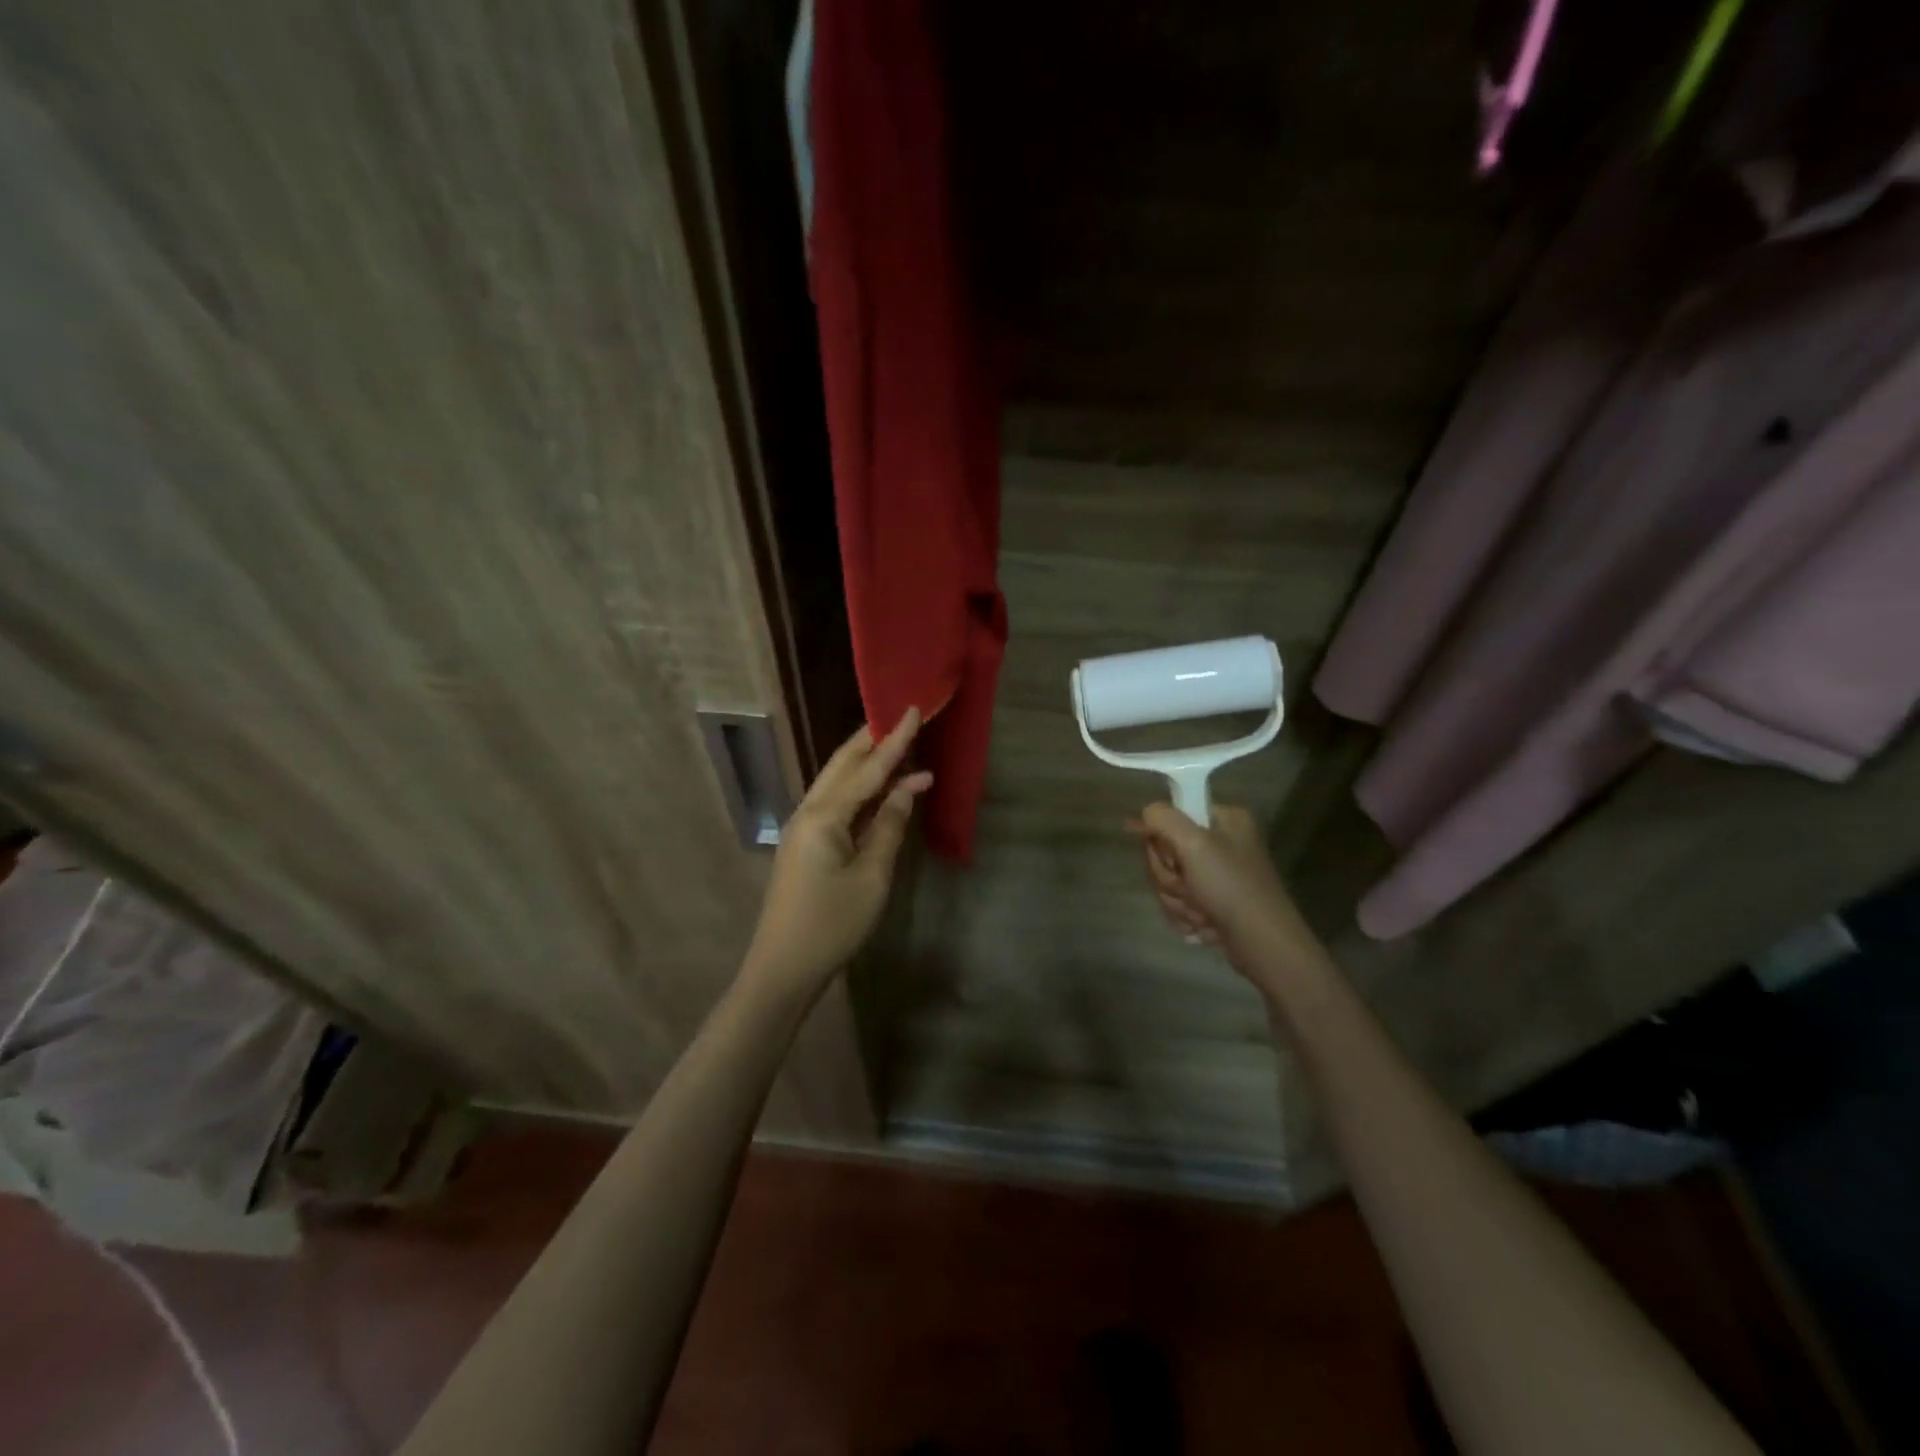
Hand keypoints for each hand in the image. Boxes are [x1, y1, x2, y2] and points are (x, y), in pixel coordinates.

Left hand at [743, 709, 932, 996]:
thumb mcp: (872, 876)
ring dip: (866, 764)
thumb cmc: (832, 924)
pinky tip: (879, 790)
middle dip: (872, 741)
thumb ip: (889, 826)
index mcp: (824, 816)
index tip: (912, 709)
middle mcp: (808, 811)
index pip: (867, 769)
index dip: (894, 740)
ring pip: (837, 782)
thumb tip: (907, 787)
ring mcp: (803, 827)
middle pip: (843, 765)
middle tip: (900, 718)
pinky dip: (859, 791)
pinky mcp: (805, 844)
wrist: (783, 968)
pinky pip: (835, 804)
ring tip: (896, 746)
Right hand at [1126, 802, 1321, 984]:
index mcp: (1224, 820)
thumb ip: (1162, 818)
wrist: (1262, 944)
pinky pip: (1180, 903)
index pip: (1172, 814)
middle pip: (1166, 851)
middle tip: (1190, 887)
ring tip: (1202, 911)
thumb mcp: (1194, 843)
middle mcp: (1222, 843)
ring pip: (1171, 881)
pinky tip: (1204, 925)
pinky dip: (1186, 917)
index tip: (1169, 857)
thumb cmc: (1231, 887)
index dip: (1160, 837)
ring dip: (1178, 900)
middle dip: (1170, 876)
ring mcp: (1218, 876)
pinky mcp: (1215, 903)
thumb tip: (1145, 814)